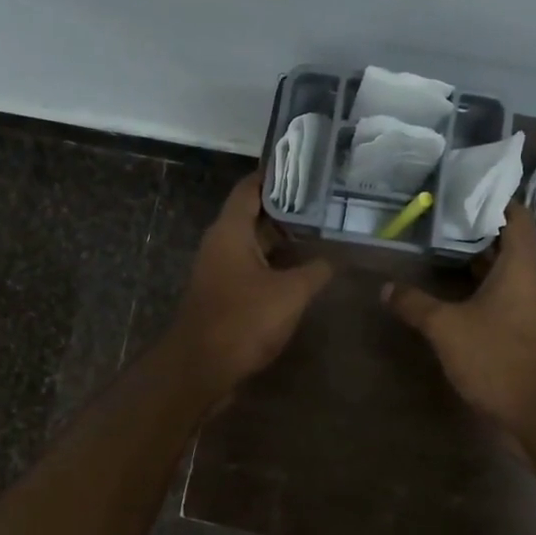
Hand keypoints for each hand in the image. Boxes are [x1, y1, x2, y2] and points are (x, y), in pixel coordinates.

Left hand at [168, 174, 333, 399]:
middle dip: (288, 208)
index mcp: (230, 231)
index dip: (276, 174)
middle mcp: (221, 244)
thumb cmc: (242, 321)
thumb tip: (335, 258)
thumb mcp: (290, 293)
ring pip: (255, 244)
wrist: (200, 369)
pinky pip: (253, 269)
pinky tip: (304, 271)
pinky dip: (276, 265)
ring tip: (322, 231)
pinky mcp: (224, 295)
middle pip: (254, 215)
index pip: (250, 188)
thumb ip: (316, 271)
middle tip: (325, 200)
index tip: (305, 165)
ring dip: (284, 240)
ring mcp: (220, 271)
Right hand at [382, 202, 535, 431]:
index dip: (495, 200)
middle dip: (476, 231)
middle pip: (507, 244)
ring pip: (505, 273)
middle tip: (438, 221)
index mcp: (520, 267)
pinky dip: (482, 289)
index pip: (516, 217)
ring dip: (477, 263)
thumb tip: (385, 287)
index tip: (464, 192)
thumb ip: (415, 305)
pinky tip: (454, 296)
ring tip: (439, 252)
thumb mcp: (447, 328)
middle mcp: (531, 281)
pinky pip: (504, 297)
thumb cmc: (499, 358)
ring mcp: (531, 308)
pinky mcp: (527, 331)